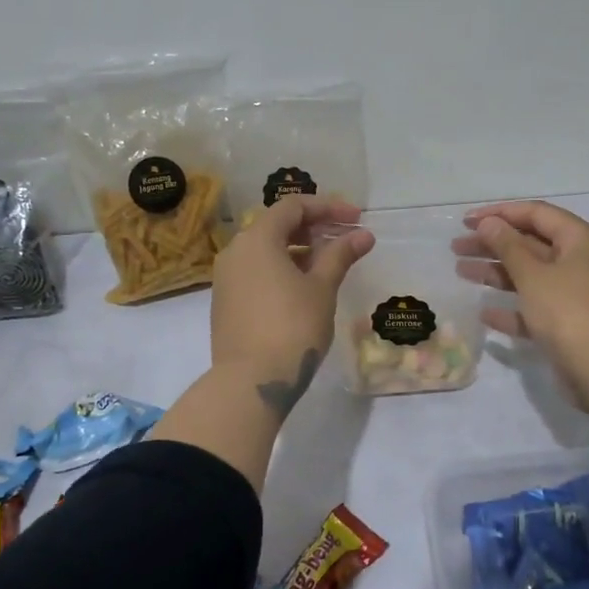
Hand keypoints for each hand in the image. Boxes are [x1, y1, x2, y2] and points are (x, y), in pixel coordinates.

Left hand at [210, 195, 372, 414]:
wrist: (251, 381)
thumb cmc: (292, 327)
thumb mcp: (322, 288)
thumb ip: (340, 255)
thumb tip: (362, 235)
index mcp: (257, 239)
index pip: (293, 207)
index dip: (328, 208)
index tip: (356, 219)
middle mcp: (235, 251)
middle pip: (276, 226)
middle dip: (313, 228)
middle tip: (345, 239)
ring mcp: (226, 278)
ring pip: (265, 251)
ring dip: (298, 250)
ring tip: (329, 265)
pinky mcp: (225, 302)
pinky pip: (256, 272)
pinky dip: (281, 269)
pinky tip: (304, 288)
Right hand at [456, 201, 588, 400]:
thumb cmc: (568, 311)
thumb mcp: (533, 274)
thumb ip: (508, 246)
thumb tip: (489, 223)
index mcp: (581, 240)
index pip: (537, 214)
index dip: (500, 213)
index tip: (466, 222)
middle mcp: (582, 262)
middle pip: (531, 244)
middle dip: (493, 244)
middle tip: (456, 247)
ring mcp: (576, 295)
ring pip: (530, 276)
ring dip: (496, 273)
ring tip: (460, 271)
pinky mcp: (569, 324)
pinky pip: (535, 308)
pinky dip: (512, 308)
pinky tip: (484, 313)